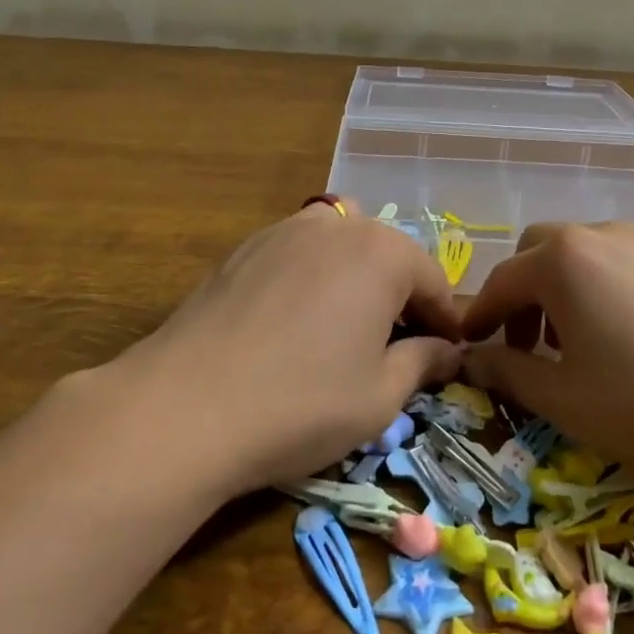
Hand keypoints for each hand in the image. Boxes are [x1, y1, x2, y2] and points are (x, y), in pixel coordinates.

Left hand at [121, 199, 462, 495]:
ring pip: (340, 247)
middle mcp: (337, 226)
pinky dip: (313, 279)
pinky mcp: (243, 248)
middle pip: (387, 255)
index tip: (448, 354)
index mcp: (382, 253)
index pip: (433, 280)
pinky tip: (295, 323)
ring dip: (356, 280)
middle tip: (398, 346)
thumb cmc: (302, 403)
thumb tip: (446, 350)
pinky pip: (297, 254)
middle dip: (401, 296)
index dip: (445, 320)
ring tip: (346, 329)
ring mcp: (284, 231)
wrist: (186, 406)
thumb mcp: (380, 397)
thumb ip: (422, 362)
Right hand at [461, 222, 633, 489]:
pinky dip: (599, 293)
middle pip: (539, 254)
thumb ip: (508, 372)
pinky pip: (619, 266)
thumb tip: (471, 358)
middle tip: (525, 348)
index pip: (501, 280)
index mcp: (563, 260)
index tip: (468, 347)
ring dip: (559, 293)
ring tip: (573, 349)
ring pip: (581, 257)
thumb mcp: (565, 399)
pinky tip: (624, 342)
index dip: (479, 316)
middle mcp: (601, 236)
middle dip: (520, 297)